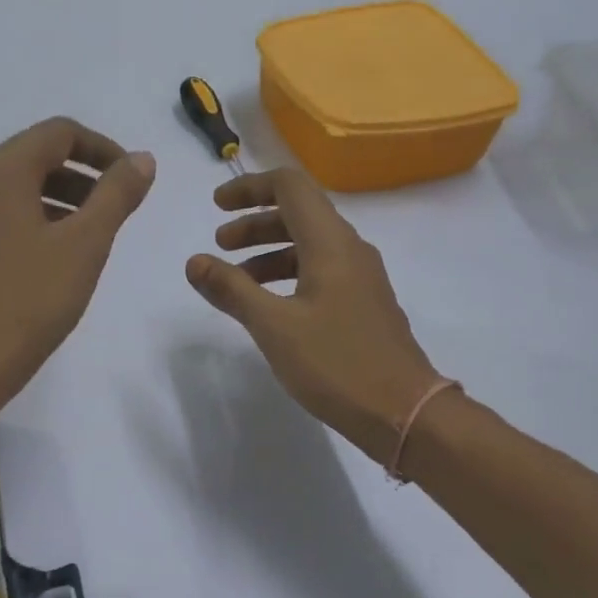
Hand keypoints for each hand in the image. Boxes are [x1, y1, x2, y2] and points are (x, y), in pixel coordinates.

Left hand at [0, 118, 154, 416]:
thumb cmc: (29, 300)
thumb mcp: (84, 245)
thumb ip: (117, 195)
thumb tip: (142, 159)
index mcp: (2, 171)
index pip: (60, 132)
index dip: (104, 148)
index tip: (134, 178)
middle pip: (38, 158)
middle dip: (85, 176)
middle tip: (119, 209)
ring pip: (22, 192)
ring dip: (64, 201)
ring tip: (96, 237)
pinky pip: (7, 220)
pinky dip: (40, 224)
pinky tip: (60, 261)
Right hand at [186, 169, 446, 462]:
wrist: (403, 411)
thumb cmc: (336, 363)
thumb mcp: (273, 327)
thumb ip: (232, 290)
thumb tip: (195, 262)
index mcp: (330, 243)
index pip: (290, 186)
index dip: (249, 187)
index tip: (216, 205)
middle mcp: (350, 250)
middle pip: (298, 214)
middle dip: (254, 224)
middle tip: (220, 246)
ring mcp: (361, 278)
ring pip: (309, 246)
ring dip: (269, 253)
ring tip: (237, 282)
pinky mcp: (364, 305)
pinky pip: (321, 273)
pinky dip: (289, 276)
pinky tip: (270, 307)